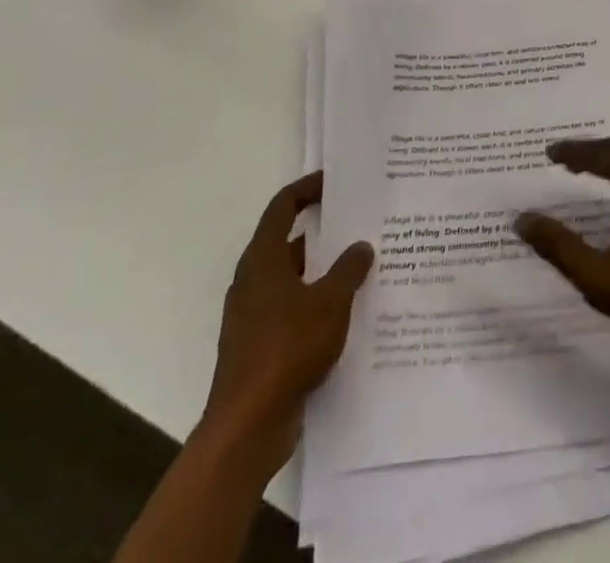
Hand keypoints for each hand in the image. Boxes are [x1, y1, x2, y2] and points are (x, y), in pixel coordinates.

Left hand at [199, 173, 373, 480]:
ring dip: (323, 271)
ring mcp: (254, 318)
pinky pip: (293, 312)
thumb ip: (349, 269)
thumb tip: (361, 246)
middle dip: (323, 232)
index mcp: (262, 262)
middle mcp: (253, 283)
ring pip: (293, 280)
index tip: (335, 182)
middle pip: (288, 243)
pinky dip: (317, 304)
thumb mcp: (330, 302)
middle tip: (360, 223)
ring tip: (363, 266)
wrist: (247, 428)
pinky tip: (348, 313)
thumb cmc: (286, 349)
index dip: (307, 189)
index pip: (282, 208)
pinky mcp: (260, 348)